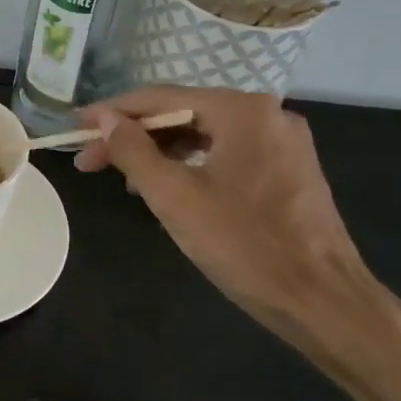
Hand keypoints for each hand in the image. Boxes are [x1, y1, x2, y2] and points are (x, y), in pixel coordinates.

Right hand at [76, 88, 400, 380]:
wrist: (324, 302)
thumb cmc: (244, 244)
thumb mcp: (175, 196)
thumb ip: (133, 150)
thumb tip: (103, 118)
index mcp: (242, 109)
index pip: (161, 98)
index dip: (112, 112)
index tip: (76, 126)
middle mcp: (266, 114)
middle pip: (183, 115)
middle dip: (133, 137)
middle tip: (90, 161)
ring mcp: (282, 143)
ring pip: (205, 136)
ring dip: (160, 153)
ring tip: (122, 178)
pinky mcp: (289, 172)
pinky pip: (226, 155)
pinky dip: (191, 166)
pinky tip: (168, 187)